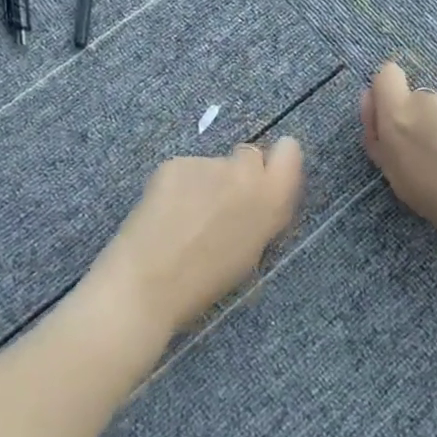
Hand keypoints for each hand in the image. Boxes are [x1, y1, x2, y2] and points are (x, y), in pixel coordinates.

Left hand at [86, 138, 304, 340]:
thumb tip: (257, 199)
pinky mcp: (176, 163)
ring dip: (204, 183)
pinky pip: (184, 170)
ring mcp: (208, 163)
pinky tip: (163, 213)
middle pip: (249, 156)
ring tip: (183, 219)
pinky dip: (177, 186)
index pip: (290, 152)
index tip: (262, 181)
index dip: (276, 163)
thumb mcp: (249, 253)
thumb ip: (261, 216)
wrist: (146, 285)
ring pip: (212, 165)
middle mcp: (245, 172)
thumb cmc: (203, 284)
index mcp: (271, 200)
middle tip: (218, 205)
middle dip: (237, 174)